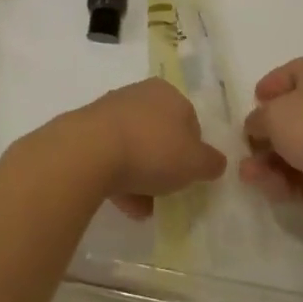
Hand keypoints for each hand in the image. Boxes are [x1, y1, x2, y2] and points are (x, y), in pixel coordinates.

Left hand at [57, 79, 225, 219]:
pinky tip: (123, 204)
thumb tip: (215, 162)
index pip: (190, 120)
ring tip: (143, 208)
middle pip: (160, 134)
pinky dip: (119, 179)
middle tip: (167, 192)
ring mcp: (109, 111)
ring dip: (141, 177)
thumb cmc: (152, 149)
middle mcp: (139, 94)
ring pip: (134, 147)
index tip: (189, 175)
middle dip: (165, 165)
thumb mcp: (195, 162)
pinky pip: (111, 157)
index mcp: (168, 93)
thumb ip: (210, 162)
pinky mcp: (87, 131)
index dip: (193, 150)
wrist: (89, 151)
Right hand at [241, 57, 302, 222]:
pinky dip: (285, 182)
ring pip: (293, 151)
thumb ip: (257, 119)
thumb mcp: (273, 114)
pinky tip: (272, 190)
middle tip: (246, 147)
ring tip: (249, 175)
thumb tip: (256, 126)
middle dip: (263, 135)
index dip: (272, 84)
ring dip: (268, 163)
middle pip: (289, 117)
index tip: (255, 99)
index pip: (293, 73)